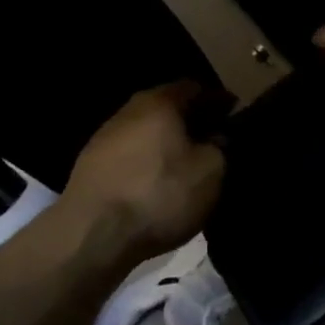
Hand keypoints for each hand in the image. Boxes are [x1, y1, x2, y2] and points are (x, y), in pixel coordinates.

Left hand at [62, 82, 231, 254]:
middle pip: (168, 107)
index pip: (196, 88)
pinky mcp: (89, 166)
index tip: (234, 116)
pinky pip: (130, 154)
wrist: (91, 237)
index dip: (219, 100)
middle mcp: (130, 110)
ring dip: (168, 142)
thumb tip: (216, 138)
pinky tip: (158, 183)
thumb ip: (220, 147)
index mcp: (160, 101)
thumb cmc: (159, 195)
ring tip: (187, 164)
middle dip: (193, 121)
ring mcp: (105, 137)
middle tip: (214, 140)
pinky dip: (148, 161)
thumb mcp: (211, 171)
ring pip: (147, 131)